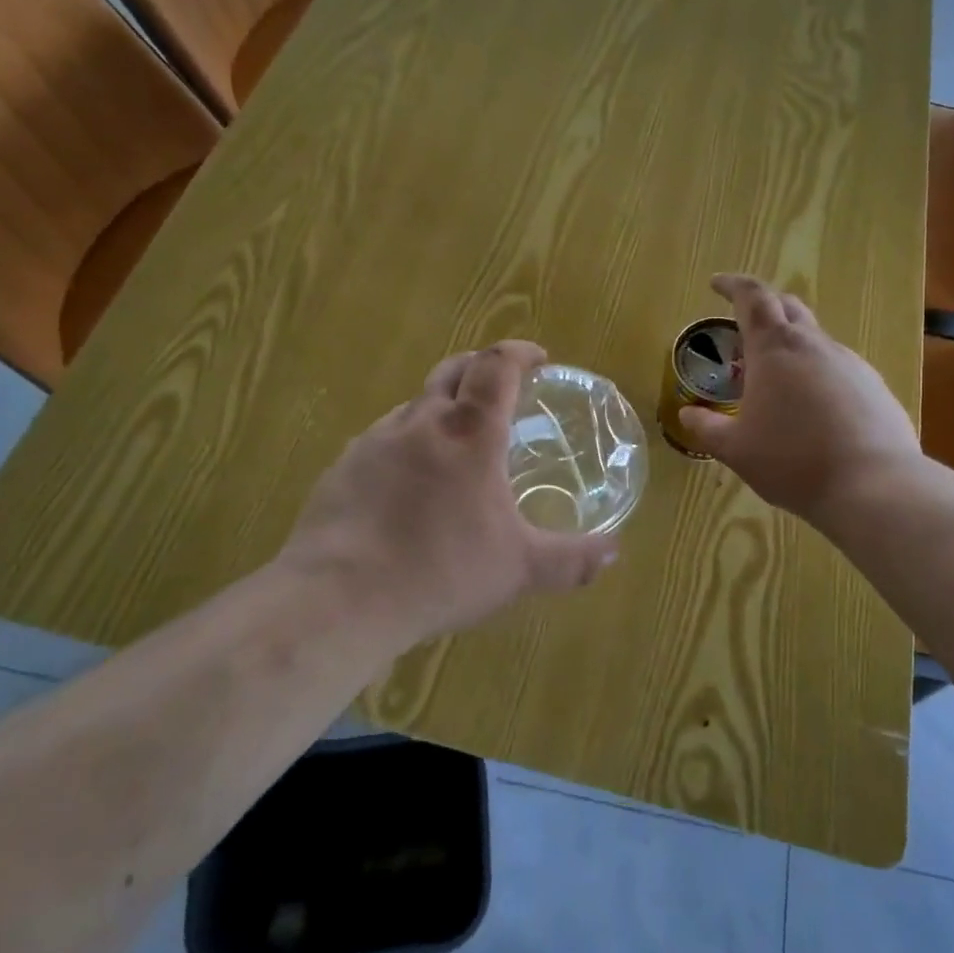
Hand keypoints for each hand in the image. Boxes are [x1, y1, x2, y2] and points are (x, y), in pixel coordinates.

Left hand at [280, 340, 618, 643]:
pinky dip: (407, 444)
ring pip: (415, 405)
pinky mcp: (343, 467)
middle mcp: (421, 422)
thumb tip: (614, 552)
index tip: (539, 358)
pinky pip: (384, 439)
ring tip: (456, 443)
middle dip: (481, 367)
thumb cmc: (440, 572)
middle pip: (453, 370)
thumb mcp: (518, 570)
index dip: (520, 353)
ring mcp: (375, 441)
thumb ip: (571, 560)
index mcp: (469, 432)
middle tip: (501, 386)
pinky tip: (409, 484)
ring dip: (442, 408)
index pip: (497, 366)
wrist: (339, 599)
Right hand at [679, 274, 922, 526]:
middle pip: (788, 307)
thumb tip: (688, 415)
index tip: (716, 284)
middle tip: (744, 328)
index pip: (752, 297)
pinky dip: (818, 374)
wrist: (874, 486)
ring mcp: (851, 364)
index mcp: (774, 349)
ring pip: (815, 339)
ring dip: (791, 346)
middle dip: (764, 308)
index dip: (732, 285)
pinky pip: (839, 368)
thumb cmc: (792, 460)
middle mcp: (814, 345)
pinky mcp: (875, 387)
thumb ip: (708, 428)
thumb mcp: (736, 449)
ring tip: (776, 381)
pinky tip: (814, 410)